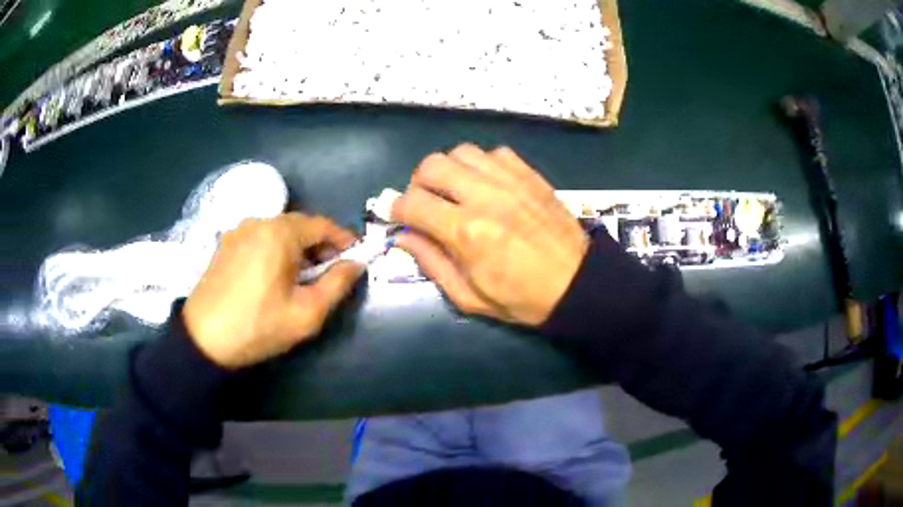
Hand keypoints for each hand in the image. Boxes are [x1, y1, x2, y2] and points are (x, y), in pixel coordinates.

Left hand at [183, 213, 363, 367]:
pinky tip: (274, 276)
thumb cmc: (258, 326)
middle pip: (300, 226)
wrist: (203, 339)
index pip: (322, 225)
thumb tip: (356, 264)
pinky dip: (275, 251)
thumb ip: (337, 284)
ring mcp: (239, 231)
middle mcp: (258, 222)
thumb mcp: (307, 313)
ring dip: (297, 249)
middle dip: (320, 246)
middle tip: (330, 273)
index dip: (343, 240)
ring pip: (279, 232)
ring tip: (302, 278)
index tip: (355, 259)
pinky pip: (260, 239)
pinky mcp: (226, 244)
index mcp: (280, 233)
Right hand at [391, 144, 588, 325]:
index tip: (398, 218)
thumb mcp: (469, 296)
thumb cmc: (522, 298)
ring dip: (449, 170)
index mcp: (466, 232)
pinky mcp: (529, 174)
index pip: (413, 203)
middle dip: (418, 183)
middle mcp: (484, 196)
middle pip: (432, 165)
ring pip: (461, 152)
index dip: (396, 209)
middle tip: (425, 203)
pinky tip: (486, 185)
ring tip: (455, 191)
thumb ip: (432, 263)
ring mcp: (509, 180)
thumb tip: (404, 237)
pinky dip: (481, 165)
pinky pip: (494, 153)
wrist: (577, 283)